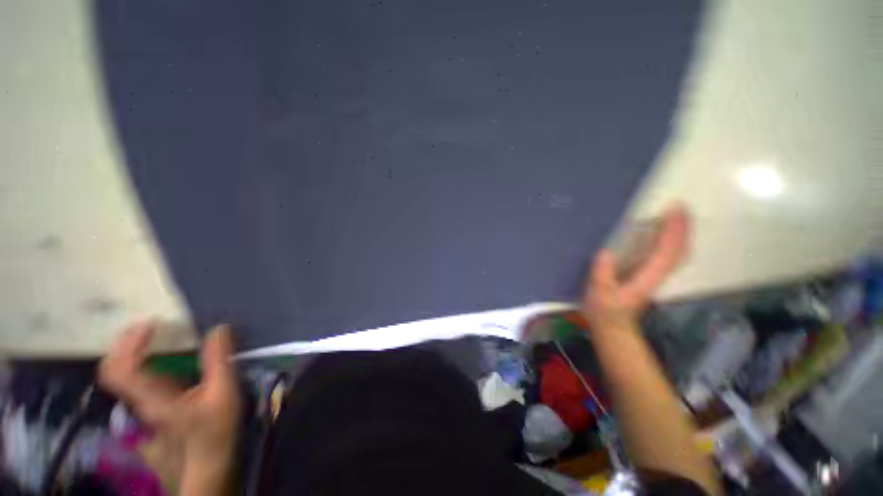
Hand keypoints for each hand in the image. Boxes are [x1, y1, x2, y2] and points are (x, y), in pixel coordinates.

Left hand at [98, 322, 240, 491]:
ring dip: (138, 349)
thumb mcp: (223, 395)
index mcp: (152, 399)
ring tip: (161, 334)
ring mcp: (144, 404)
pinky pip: (140, 378)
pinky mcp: (153, 406)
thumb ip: (219, 361)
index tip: (151, 323)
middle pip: (116, 368)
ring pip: (126, 373)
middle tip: (154, 325)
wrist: (206, 468)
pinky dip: (148, 360)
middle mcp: (140, 400)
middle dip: (129, 342)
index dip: (128, 343)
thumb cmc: (214, 433)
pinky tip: (169, 355)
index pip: (119, 370)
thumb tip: (219, 328)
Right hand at [582, 204, 690, 331]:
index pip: (666, 252)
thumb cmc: (604, 311)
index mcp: (646, 278)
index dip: (672, 231)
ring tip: (677, 216)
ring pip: (678, 253)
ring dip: (681, 234)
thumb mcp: (598, 294)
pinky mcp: (651, 277)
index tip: (673, 210)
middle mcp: (657, 276)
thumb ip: (602, 275)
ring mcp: (657, 277)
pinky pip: (670, 256)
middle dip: (682, 228)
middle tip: (680, 207)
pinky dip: (674, 242)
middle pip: (679, 250)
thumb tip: (605, 251)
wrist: (614, 327)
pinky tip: (668, 235)